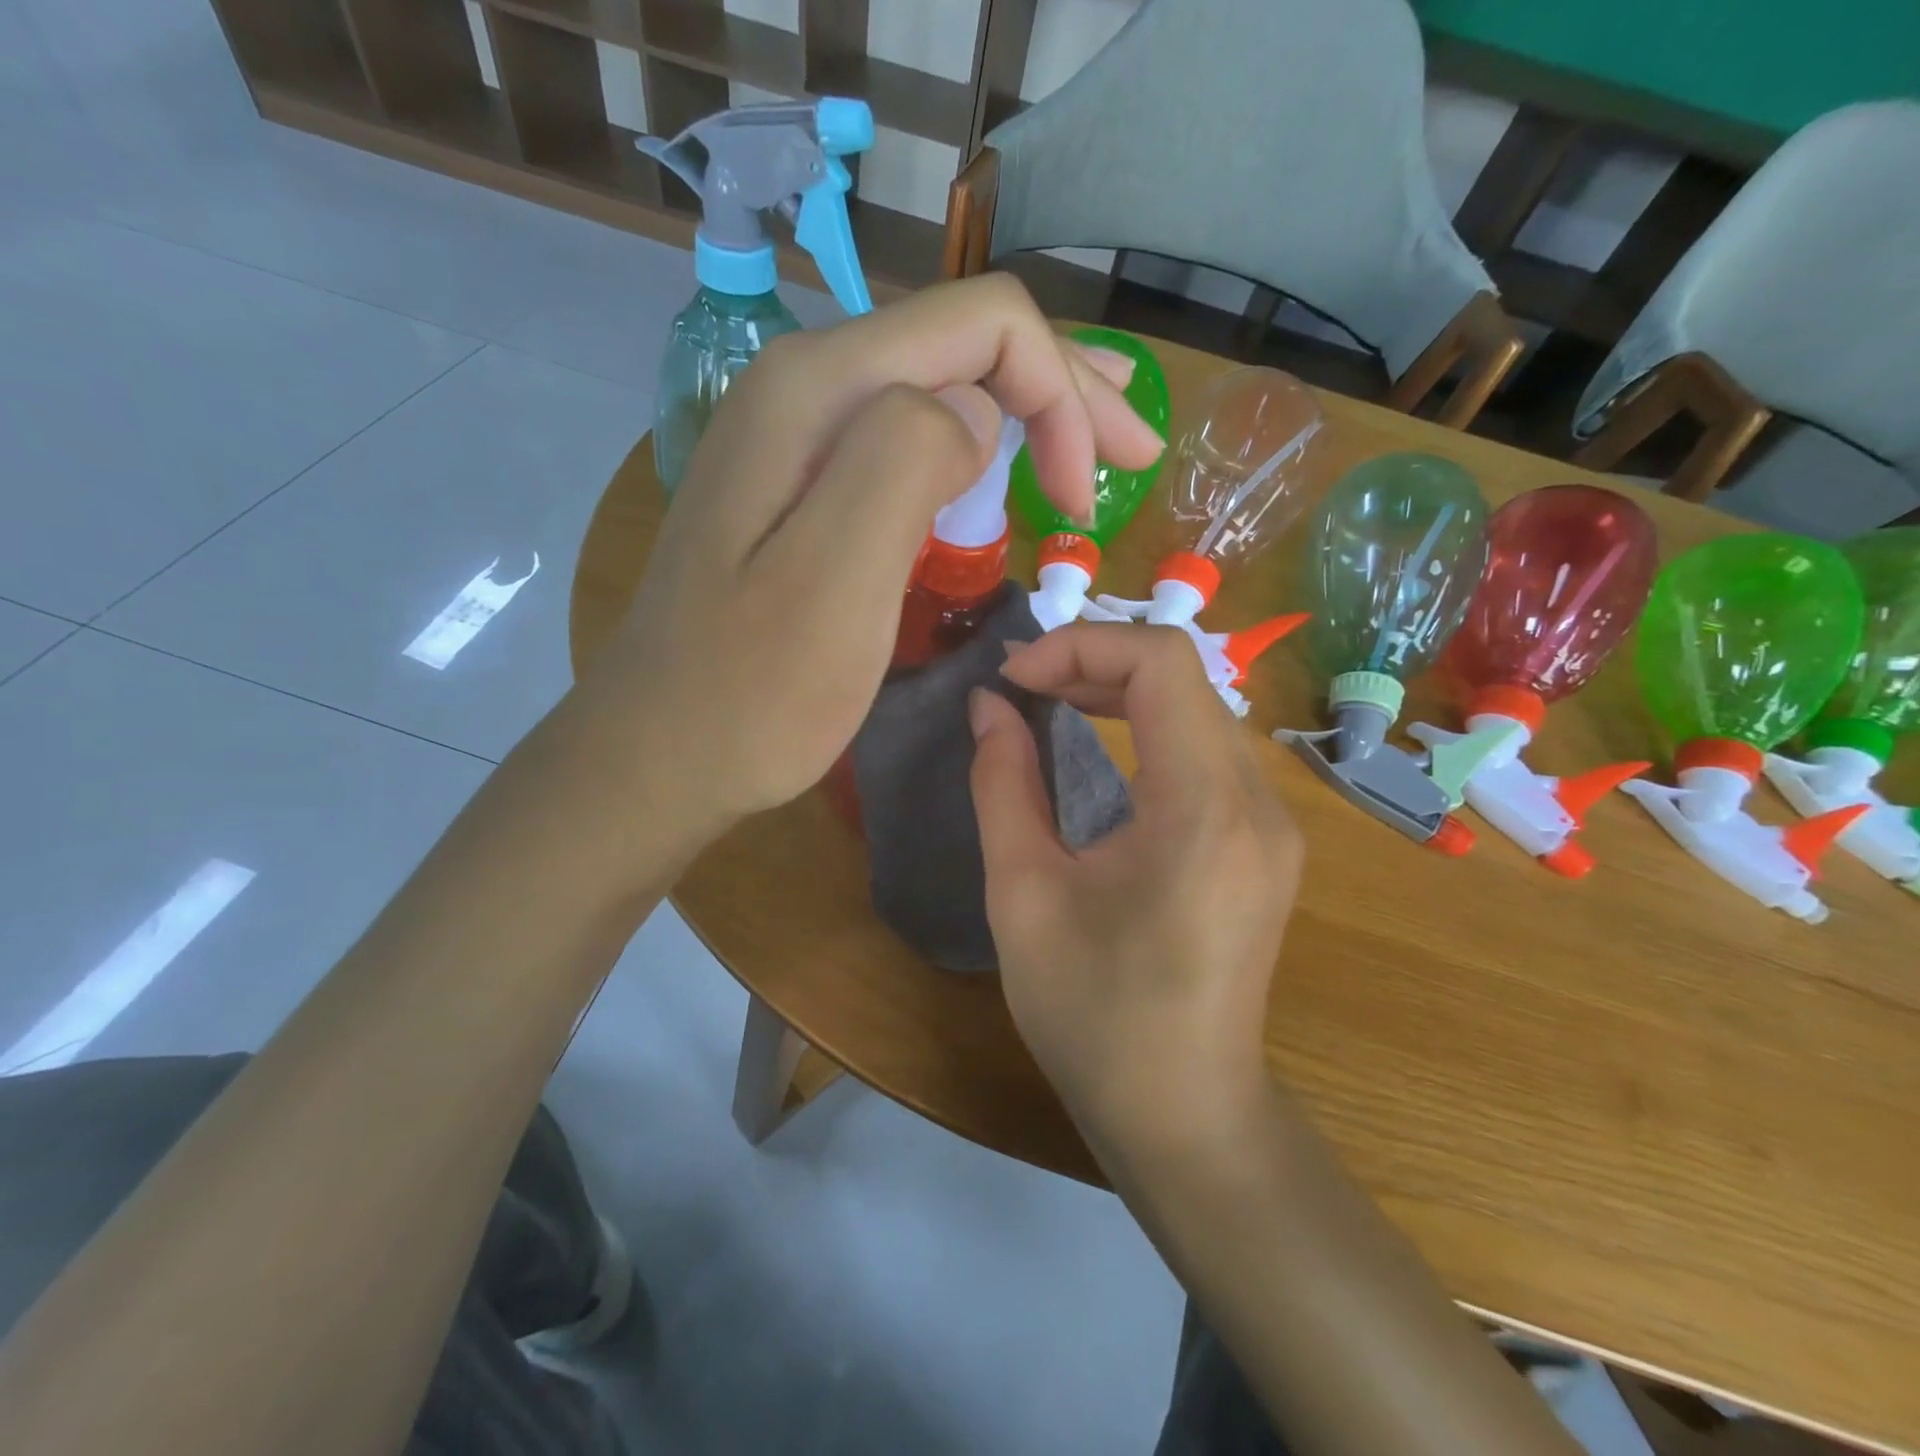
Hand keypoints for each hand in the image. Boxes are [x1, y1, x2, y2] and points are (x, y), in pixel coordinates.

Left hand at [566, 275, 1161, 842]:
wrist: (660, 752)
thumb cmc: (752, 692)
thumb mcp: (835, 581)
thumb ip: (906, 461)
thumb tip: (974, 412)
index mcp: (820, 391)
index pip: (983, 326)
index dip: (1061, 396)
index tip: (1084, 504)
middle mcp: (804, 386)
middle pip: (964, 346)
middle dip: (1063, 394)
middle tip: (1133, 456)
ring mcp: (795, 438)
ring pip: (940, 390)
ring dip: (1025, 419)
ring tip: (1081, 467)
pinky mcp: (799, 489)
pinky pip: (906, 441)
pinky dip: (974, 457)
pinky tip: (1000, 485)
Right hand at [968, 624, 1302, 1158]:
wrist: (1184, 1113)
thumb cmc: (1093, 1017)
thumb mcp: (1024, 896)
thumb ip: (1003, 784)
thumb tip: (988, 707)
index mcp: (1204, 810)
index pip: (1163, 662)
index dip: (1079, 646)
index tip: (1013, 682)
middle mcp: (1257, 802)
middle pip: (1184, 676)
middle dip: (1094, 663)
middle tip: (1020, 691)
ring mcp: (1271, 822)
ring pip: (1198, 707)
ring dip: (1119, 691)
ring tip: (1048, 707)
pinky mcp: (1264, 841)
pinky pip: (1207, 750)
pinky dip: (1146, 729)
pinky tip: (1097, 752)